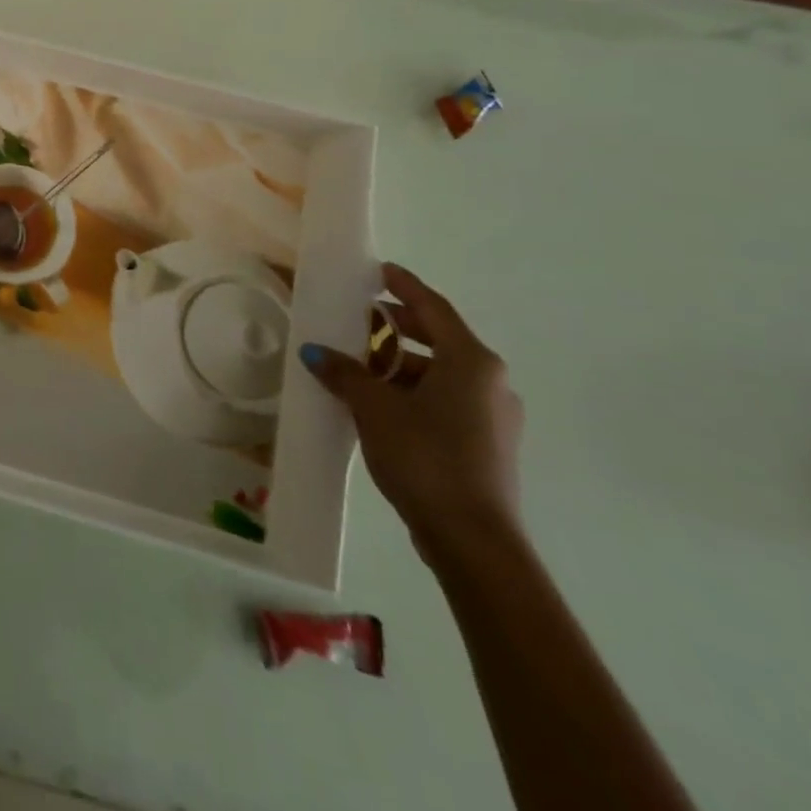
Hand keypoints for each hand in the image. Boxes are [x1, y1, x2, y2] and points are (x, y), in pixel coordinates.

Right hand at [301, 263, 523, 562]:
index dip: (404, 286)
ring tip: (357, 365)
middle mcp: (490, 382)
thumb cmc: (425, 456)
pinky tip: (378, 401)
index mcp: (471, 362)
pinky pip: (445, 399)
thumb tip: (317, 353)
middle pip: (438, 338)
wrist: (473, 539)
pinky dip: (412, 390)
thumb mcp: (374, 407)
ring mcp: (493, 415)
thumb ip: (345, 373)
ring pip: (440, 372)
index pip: (434, 308)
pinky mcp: (486, 444)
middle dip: (397, 326)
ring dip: (399, 363)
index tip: (380, 270)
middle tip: (359, 318)